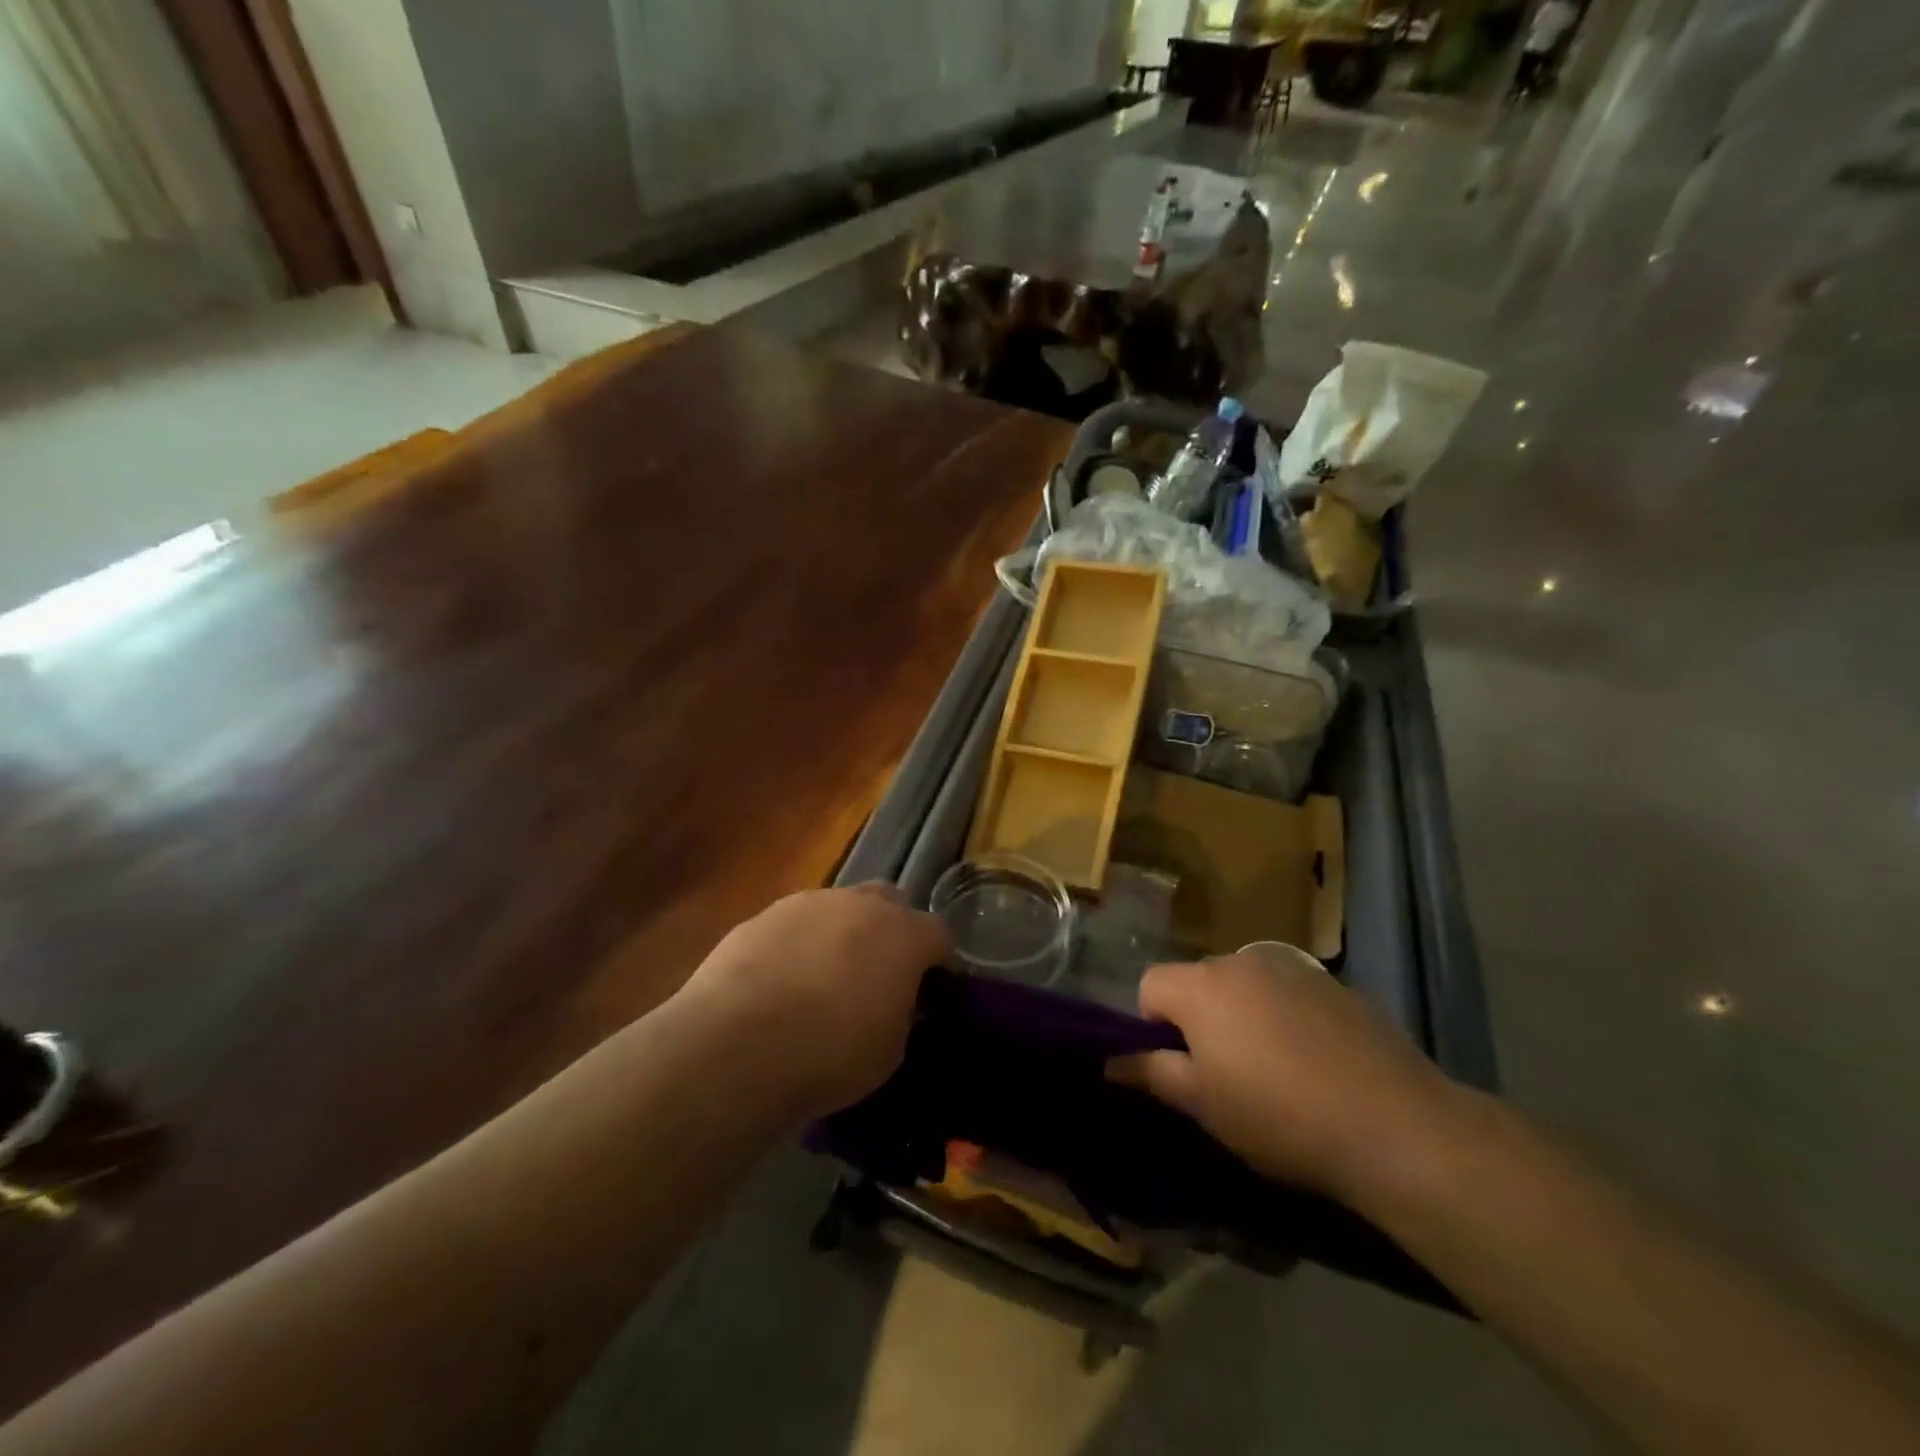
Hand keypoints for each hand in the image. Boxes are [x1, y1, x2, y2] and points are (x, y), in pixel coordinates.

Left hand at [676, 884, 947, 1118]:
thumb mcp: (889, 1051)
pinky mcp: (763, 914)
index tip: (928, 987)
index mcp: (904, 935)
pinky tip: (780, 980)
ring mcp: (809, 903)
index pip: (939, 933)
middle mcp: (861, 905)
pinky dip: (798, 944)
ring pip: (839, 908)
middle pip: (890, 902)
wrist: (736, 1044)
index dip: (937, 960)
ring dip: (841, 933)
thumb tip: (896, 1002)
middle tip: (878, 972)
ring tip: (822, 978)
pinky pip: (795, 923)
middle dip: (891, 930)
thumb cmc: (829, 1054)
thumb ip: (901, 1015)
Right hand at [1110, 943, 1454, 1199]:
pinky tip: (1315, 1063)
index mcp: (1201, 985)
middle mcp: (1241, 961)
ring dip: (1243, 1017)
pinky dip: (1286, 1018)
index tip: (1180, 1068)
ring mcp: (1293, 968)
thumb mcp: (1202, 1104)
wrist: (1395, 1125)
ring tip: (1274, 1071)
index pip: (1149, 984)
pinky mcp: (1336, 985)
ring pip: (1244, 987)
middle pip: (1198, 982)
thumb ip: (1150, 1073)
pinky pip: (1288, 994)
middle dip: (1200, 1019)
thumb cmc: (1278, 1115)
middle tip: (1225, 1075)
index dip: (1152, 1026)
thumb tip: (1109, 1061)